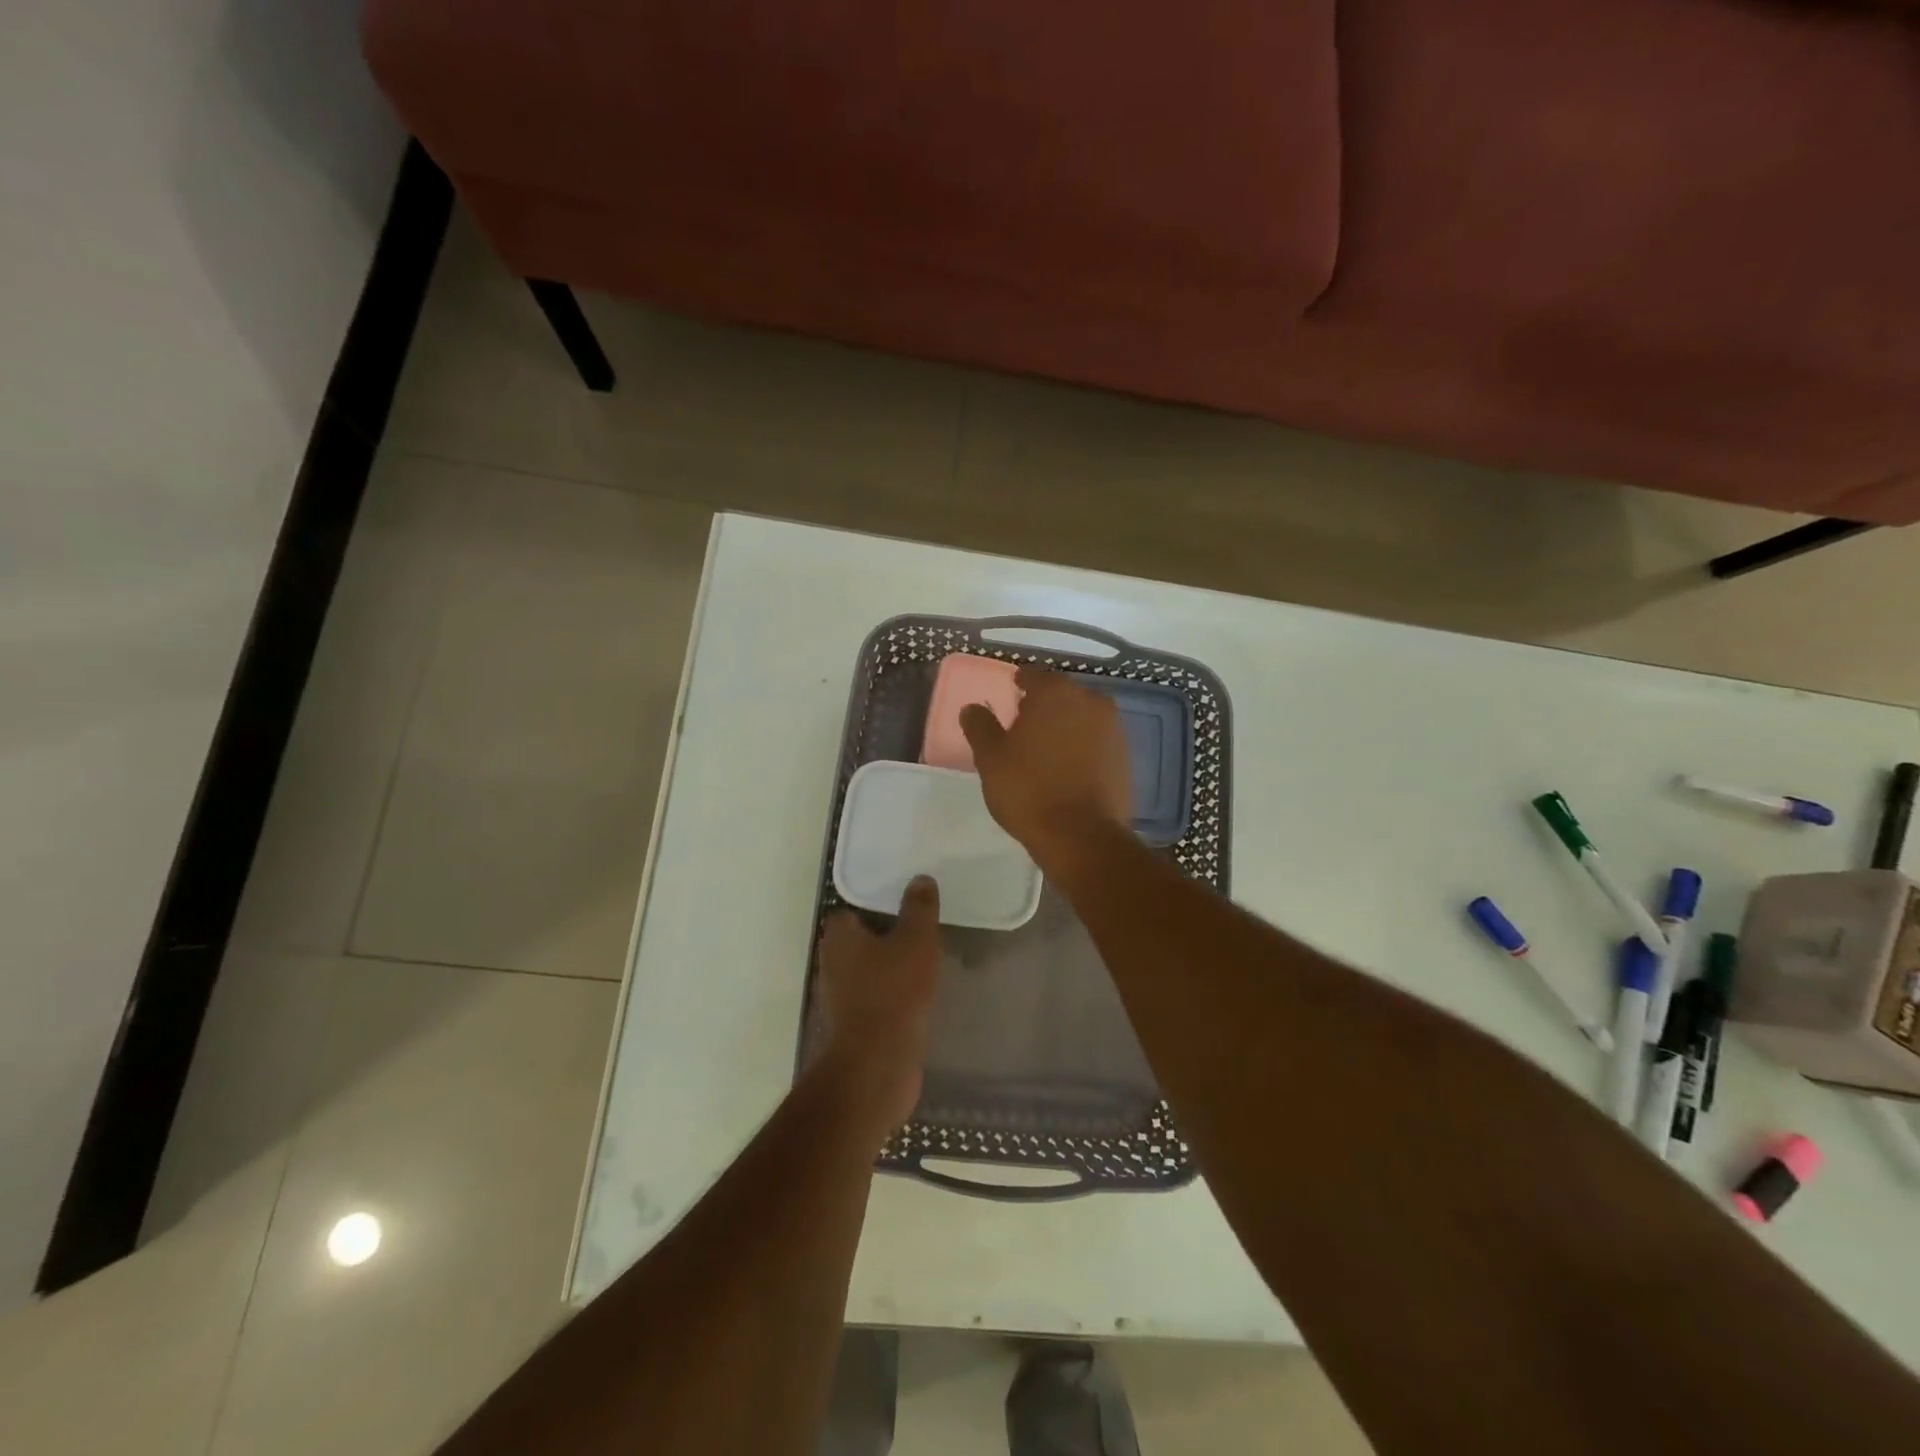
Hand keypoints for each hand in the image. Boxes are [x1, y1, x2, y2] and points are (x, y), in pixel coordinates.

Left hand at [814, 876, 941, 1128]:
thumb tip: (920, 879)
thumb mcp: (916, 940)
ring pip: (869, 967)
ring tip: (925, 956)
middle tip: (919, 926)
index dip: (876, 903)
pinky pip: (876, 994)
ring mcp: (841, 995)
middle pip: (860, 938)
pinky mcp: (854, 1022)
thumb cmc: (894, 991)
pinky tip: (919, 990)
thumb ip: (919, 908)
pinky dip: (893, 990)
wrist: (878, 1062)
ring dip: (890, 964)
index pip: (851, 909)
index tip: (903, 902)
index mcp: (839, 935)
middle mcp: (833, 961)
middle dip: (886, 933)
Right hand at [960, 666, 1130, 867]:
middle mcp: (1090, 701)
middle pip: (1060, 694)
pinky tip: (1066, 767)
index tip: (1009, 695)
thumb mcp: (991, 759)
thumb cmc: (1029, 790)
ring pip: (1081, 717)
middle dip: (1042, 705)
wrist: (1082, 836)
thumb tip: (973, 708)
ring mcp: (1113, 728)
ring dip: (1064, 725)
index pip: (1033, 676)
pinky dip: (1081, 746)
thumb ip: (980, 727)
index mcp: (1055, 693)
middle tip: (1022, 725)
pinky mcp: (1124, 756)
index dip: (1018, 684)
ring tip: (1044, 748)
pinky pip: (1096, 741)